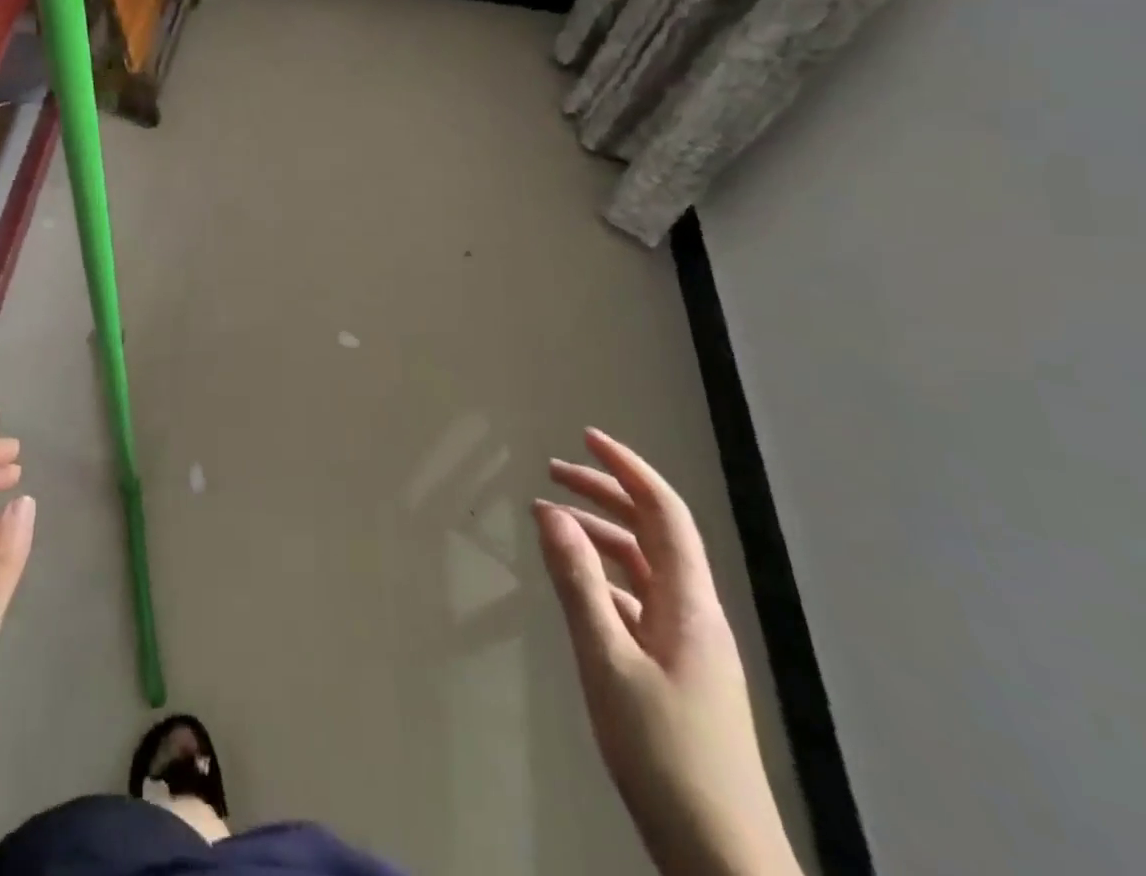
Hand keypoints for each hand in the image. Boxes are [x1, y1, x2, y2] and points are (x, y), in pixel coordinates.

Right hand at [535, 429, 799, 875]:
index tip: (587, 437)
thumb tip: (550, 513)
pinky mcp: (676, 672)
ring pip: (643, 567)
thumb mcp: (608, 661)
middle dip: (606, 494)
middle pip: (653, 532)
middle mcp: (694, 614)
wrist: (721, 857)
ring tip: (551, 522)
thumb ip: (578, 583)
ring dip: (600, 535)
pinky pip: (637, 601)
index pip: (664, 512)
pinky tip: (576, 585)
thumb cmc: (665, 753)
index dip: (628, 469)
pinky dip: (603, 577)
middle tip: (553, 472)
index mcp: (689, 604)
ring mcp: (688, 645)